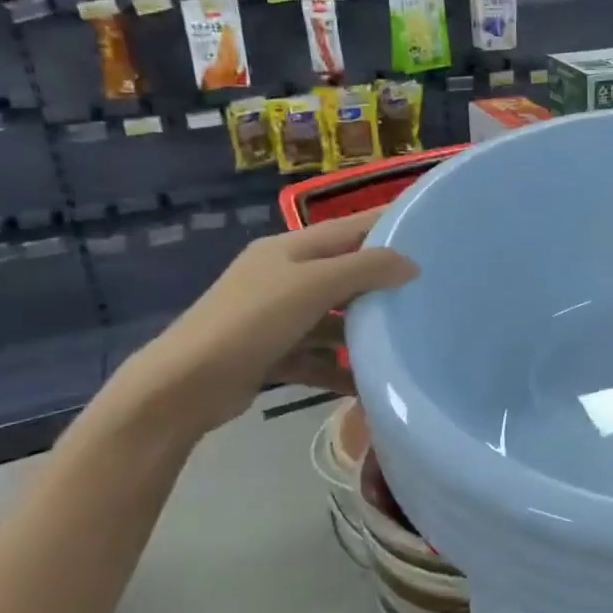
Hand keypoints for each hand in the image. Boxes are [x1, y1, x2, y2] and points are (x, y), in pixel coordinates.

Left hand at [108, 209, 416, 438]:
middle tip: (428, 291)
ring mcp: (276, 317)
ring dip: (362, 332)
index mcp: (289, 249)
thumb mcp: (313, 286)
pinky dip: (340, 368)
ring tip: (403, 342)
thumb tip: (411, 263)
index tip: (430, 229)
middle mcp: (283, 276)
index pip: (350, 227)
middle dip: (382, 283)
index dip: (388, 224)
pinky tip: (367, 383)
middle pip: (344, 273)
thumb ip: (366, 269)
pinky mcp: (272, 353)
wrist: (182, 387)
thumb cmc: (250, 322)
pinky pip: (318, 356)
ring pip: (333, 318)